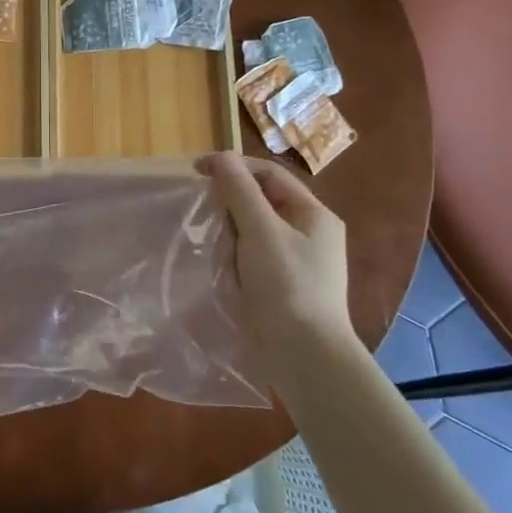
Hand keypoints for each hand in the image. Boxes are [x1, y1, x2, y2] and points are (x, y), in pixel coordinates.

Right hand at [199, 153, 353, 357]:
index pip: (270, 174)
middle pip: (263, 200)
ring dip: (230, 228)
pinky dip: (235, 253)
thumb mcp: (261, 231)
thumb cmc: (287, 285)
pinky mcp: (283, 287)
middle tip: (200, 207)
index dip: (234, 166)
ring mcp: (298, 262)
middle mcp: (311, 234)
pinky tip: (219, 263)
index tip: (197, 172)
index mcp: (315, 214)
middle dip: (231, 199)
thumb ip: (240, 191)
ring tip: (207, 236)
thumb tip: (221, 157)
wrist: (304, 356)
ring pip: (256, 230)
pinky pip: (254, 256)